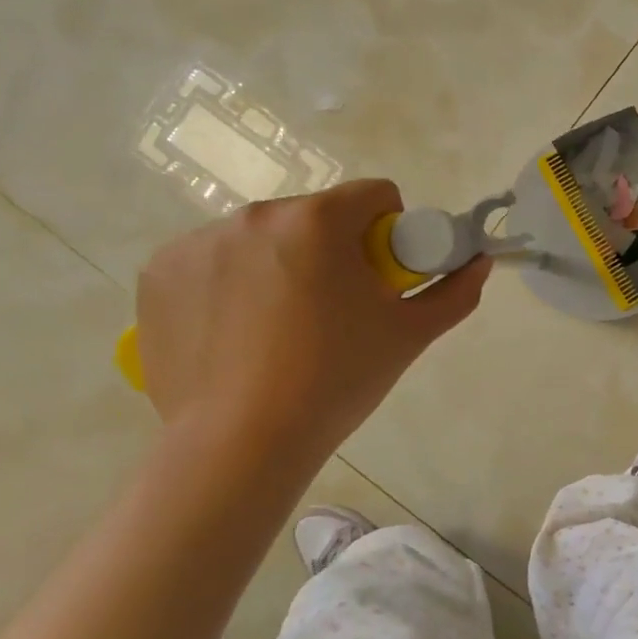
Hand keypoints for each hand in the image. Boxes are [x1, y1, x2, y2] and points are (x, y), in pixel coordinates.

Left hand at [135, 180, 489, 457]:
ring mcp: (198, 242)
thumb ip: (454, 292)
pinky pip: (210, 262)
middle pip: (315, 216)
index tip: (380, 277)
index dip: (390, 232)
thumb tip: (479, 263)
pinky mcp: (159, 274)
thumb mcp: (409, 336)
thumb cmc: (336, 380)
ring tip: (280, 330)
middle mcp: (256, 215)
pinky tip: (234, 334)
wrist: (241, 443)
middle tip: (334, 311)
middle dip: (331, 251)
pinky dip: (228, 285)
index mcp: (320, 220)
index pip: (375, 195)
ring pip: (263, 238)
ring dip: (279, 265)